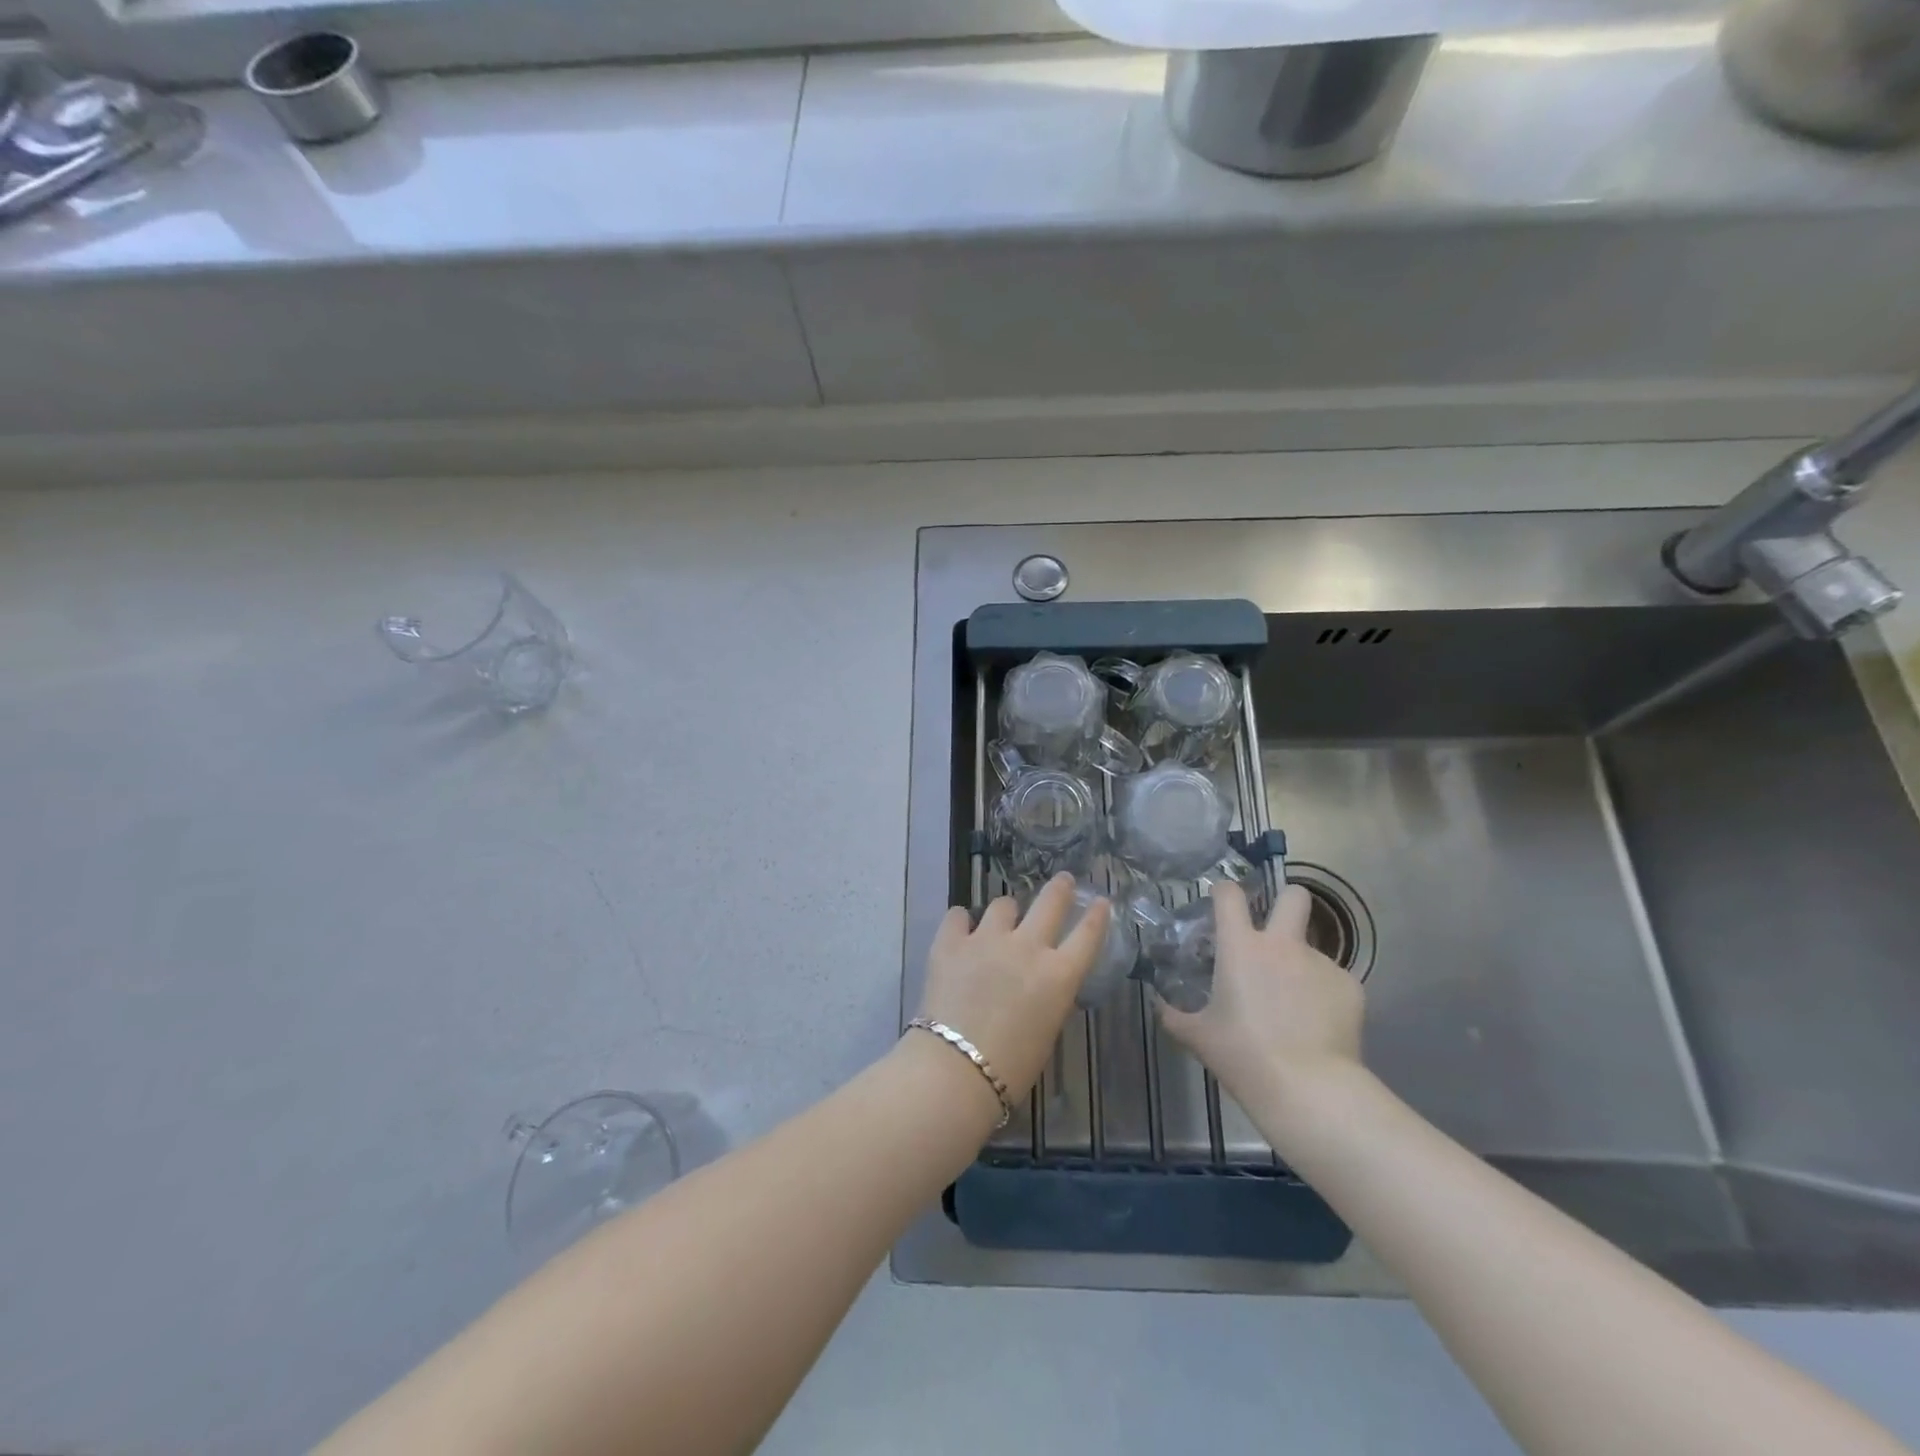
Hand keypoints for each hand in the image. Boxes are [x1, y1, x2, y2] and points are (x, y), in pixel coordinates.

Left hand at [917, 873, 1109, 1100]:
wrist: (956, 1069)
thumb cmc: (1012, 1068)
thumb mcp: (1046, 1029)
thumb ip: (1047, 996)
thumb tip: (1039, 982)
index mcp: (1059, 975)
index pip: (1088, 935)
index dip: (1097, 916)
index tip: (1101, 902)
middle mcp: (1028, 947)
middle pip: (1050, 903)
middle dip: (1060, 889)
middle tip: (1063, 880)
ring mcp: (987, 939)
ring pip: (1003, 905)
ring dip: (1006, 913)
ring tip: (1000, 921)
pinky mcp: (951, 941)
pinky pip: (958, 915)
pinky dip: (961, 922)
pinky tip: (960, 929)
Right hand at [1158, 880, 1364, 1112]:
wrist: (1309, 1089)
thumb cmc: (1244, 1056)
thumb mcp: (1198, 1037)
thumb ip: (1174, 1015)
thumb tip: (1159, 1004)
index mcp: (1240, 946)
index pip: (1229, 894)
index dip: (1224, 892)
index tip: (1221, 904)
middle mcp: (1283, 944)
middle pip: (1293, 896)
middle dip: (1286, 901)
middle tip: (1276, 929)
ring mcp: (1321, 964)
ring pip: (1311, 949)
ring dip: (1300, 966)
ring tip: (1295, 1006)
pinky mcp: (1351, 988)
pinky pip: (1333, 981)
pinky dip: (1324, 996)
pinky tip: (1318, 1026)